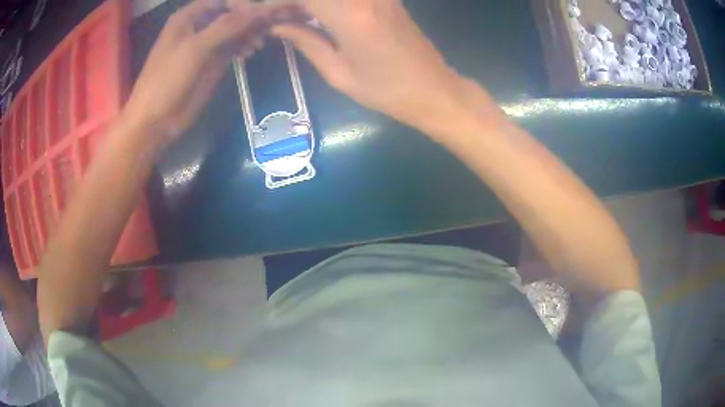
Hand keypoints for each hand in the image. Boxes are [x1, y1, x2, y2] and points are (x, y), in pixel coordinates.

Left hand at [122, 0, 296, 146]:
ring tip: (260, 42)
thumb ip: (226, 27)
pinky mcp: (213, 62)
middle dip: (250, 17)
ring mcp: (207, 44)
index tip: (260, 14)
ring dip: (250, 31)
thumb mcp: (195, 48)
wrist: (156, 120)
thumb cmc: (167, 79)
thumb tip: (259, 10)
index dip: (242, 4)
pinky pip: (233, 46)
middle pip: (231, 13)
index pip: (223, 1)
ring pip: (235, 29)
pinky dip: (245, 45)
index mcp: (189, 17)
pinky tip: (251, 51)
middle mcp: (199, 26)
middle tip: (269, 26)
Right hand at [273, 0, 470, 135]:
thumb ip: (306, 42)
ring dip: (304, 2)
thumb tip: (277, 26)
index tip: (255, 13)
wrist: (434, 89)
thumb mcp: (339, 73)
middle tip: (272, 16)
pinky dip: (322, 2)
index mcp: (350, 15)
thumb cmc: (387, 91)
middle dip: (286, 1)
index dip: (273, 2)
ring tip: (288, 17)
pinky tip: (311, 13)